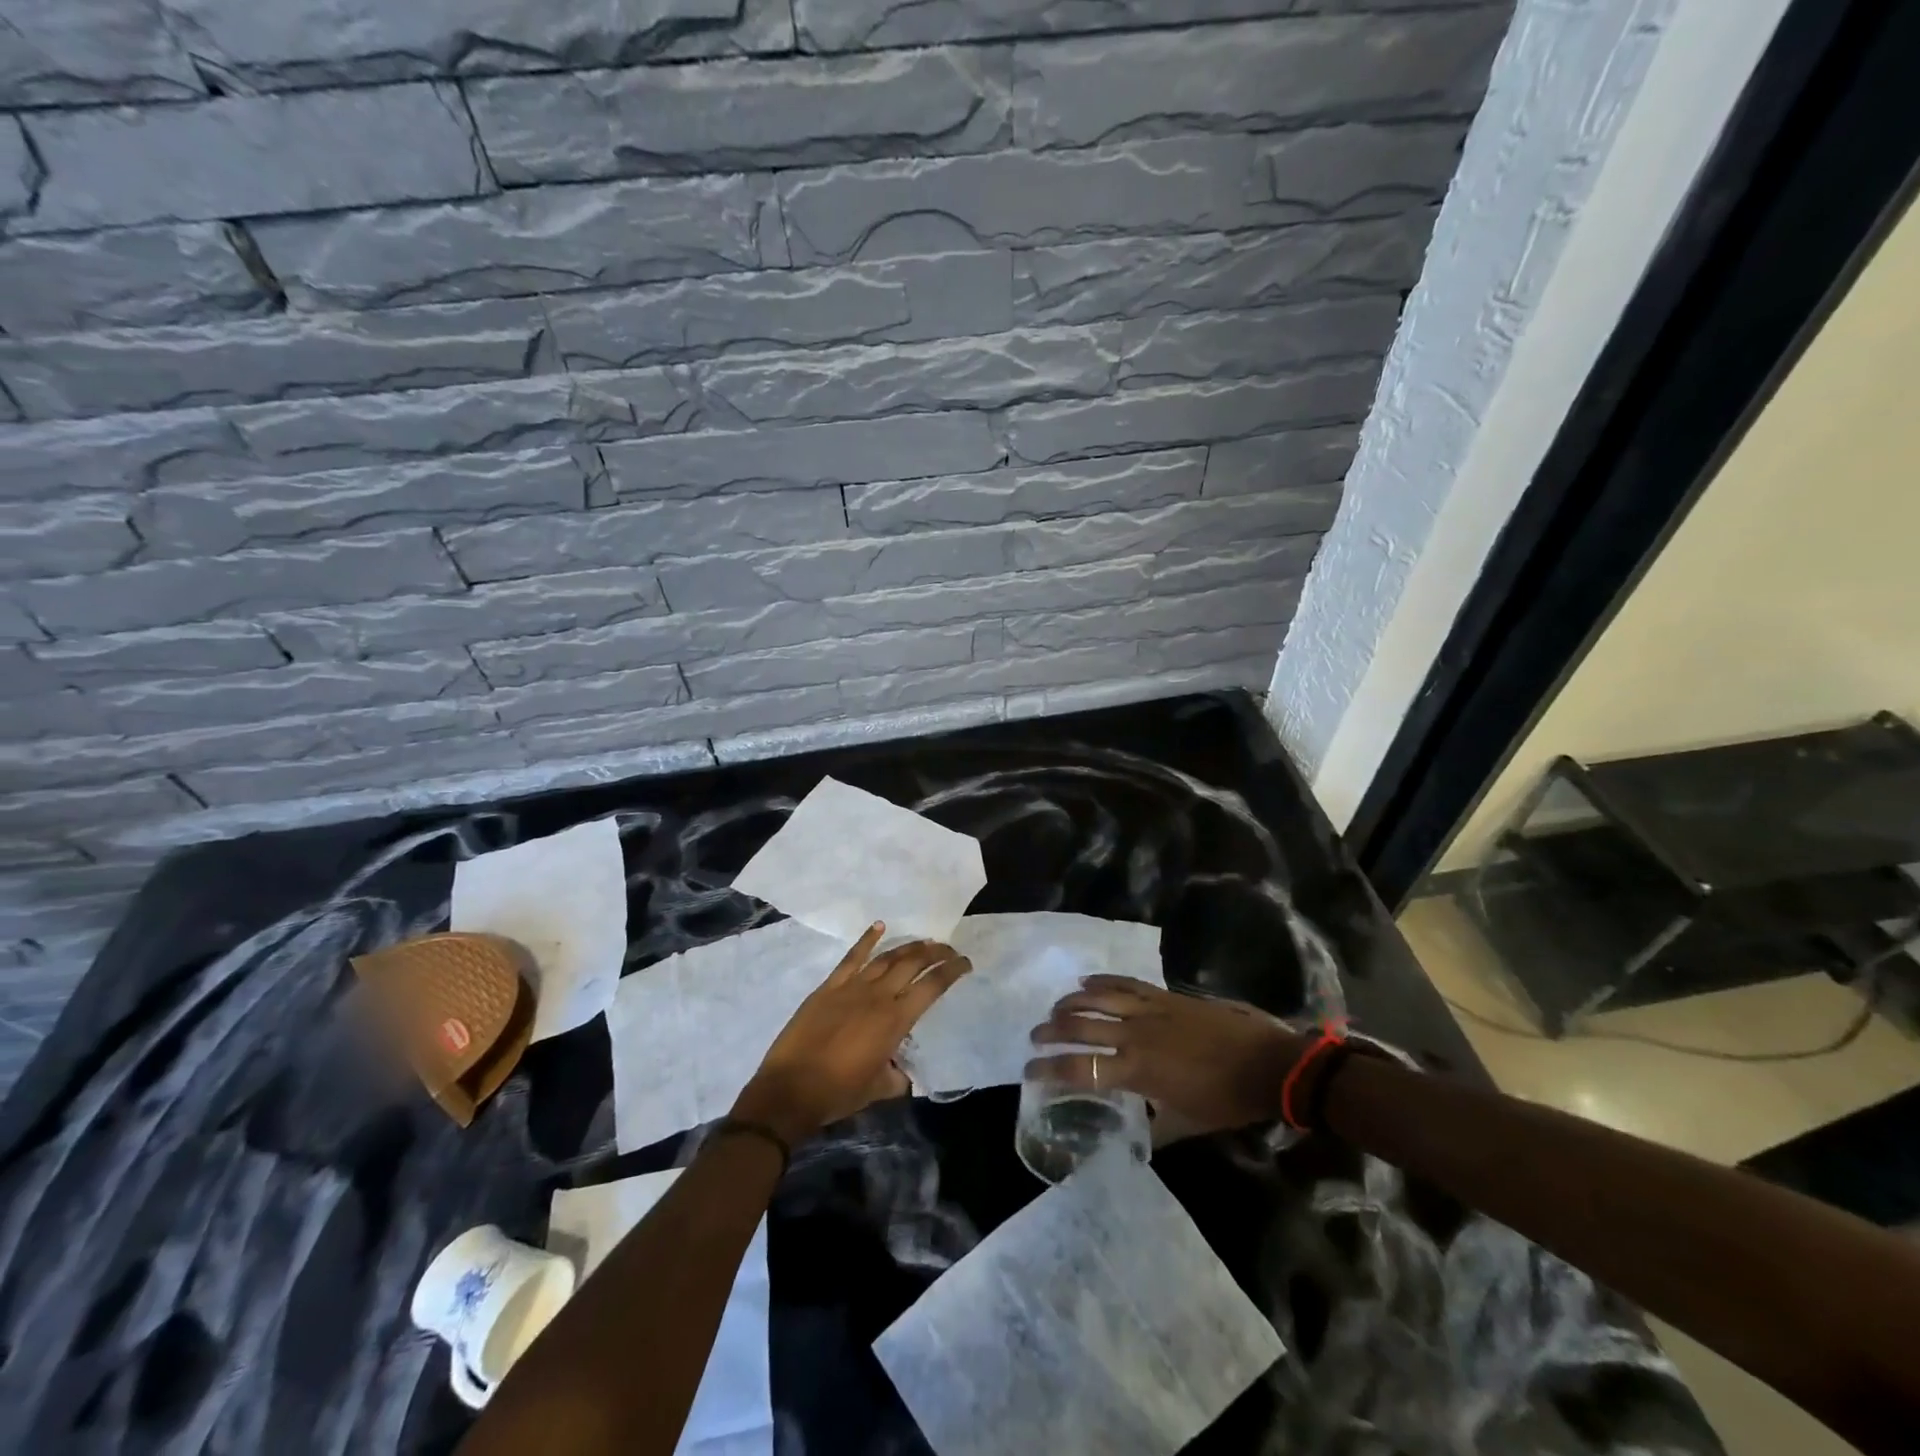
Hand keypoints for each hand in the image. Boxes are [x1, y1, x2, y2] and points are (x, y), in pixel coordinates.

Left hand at [733, 923, 970, 1143]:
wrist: (790, 1089)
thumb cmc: (838, 1093)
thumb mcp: (879, 1089)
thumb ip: (897, 1075)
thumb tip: (901, 1069)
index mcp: (895, 1020)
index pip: (932, 986)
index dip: (952, 971)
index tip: (965, 962)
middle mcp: (878, 995)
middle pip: (913, 963)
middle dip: (935, 952)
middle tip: (949, 949)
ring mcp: (852, 987)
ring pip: (887, 957)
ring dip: (908, 947)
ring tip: (924, 941)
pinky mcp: (829, 986)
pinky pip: (852, 957)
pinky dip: (867, 940)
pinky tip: (879, 926)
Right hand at [1026, 976, 1309, 1138]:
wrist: (1266, 1062)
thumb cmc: (1227, 1099)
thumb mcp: (1187, 1124)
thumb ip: (1155, 1128)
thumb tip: (1135, 1140)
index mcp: (1137, 1070)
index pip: (1082, 1068)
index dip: (1050, 1070)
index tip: (1030, 1072)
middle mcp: (1135, 1034)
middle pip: (1080, 1026)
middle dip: (1051, 1032)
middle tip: (1035, 1037)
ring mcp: (1149, 1009)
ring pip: (1097, 998)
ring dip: (1070, 1003)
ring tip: (1055, 1009)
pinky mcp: (1164, 995)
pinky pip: (1125, 982)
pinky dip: (1102, 980)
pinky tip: (1086, 981)